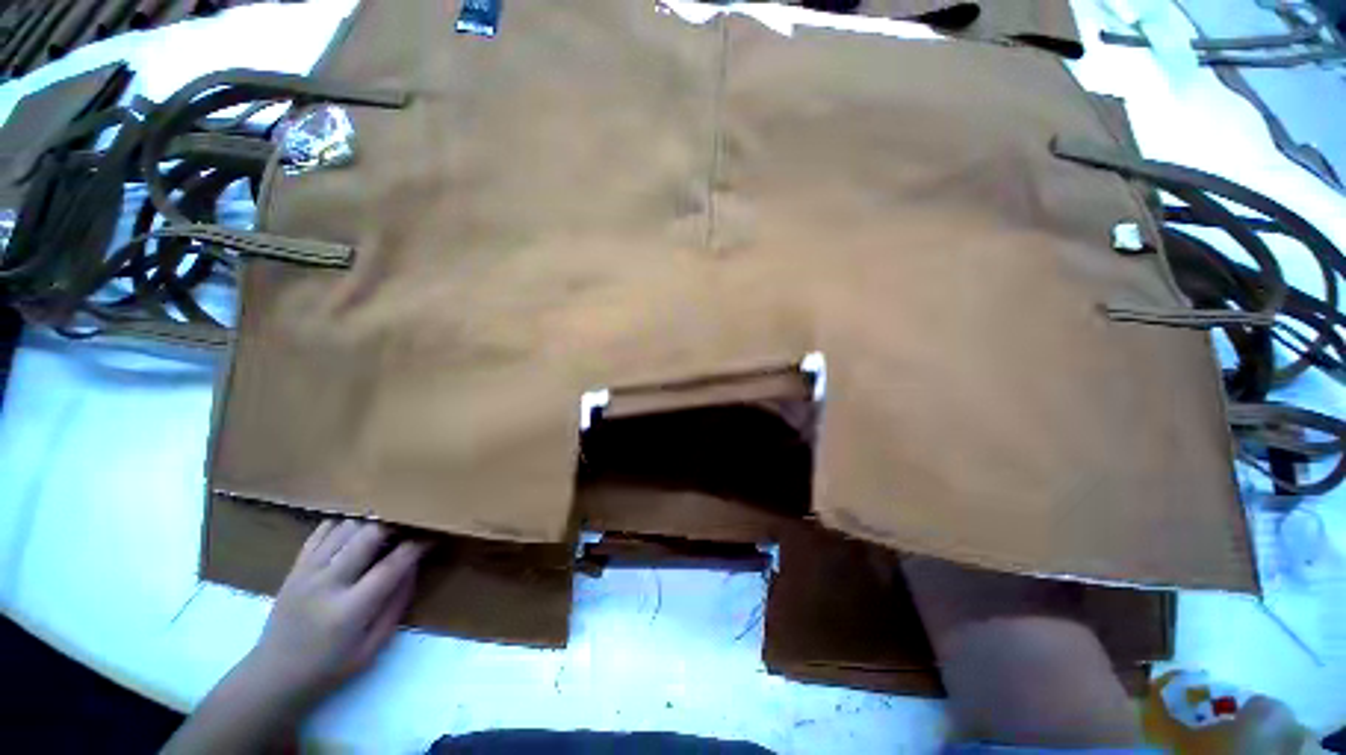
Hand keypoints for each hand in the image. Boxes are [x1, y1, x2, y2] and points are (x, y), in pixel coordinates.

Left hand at [246, 520, 426, 705]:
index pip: (392, 564)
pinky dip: (344, 525)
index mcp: (349, 610)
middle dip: (396, 525)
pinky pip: (322, 531)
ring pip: (347, 527)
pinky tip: (356, 532)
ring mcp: (307, 572)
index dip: (418, 546)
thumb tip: (414, 565)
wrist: (273, 677)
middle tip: (411, 528)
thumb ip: (396, 603)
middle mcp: (327, 584)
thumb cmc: (330, 668)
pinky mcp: (295, 567)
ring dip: (371, 524)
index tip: (434, 536)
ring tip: (385, 530)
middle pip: (369, 534)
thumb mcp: (373, 647)